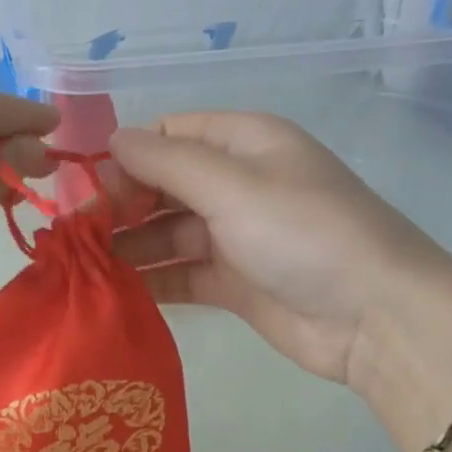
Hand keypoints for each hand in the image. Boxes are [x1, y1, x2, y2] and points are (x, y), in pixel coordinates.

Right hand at [109, 113, 450, 386]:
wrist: (375, 316)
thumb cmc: (304, 233)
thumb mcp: (233, 185)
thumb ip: (167, 162)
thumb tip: (112, 139)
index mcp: (244, 143)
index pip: (169, 135)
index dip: (125, 156)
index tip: (86, 188)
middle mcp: (237, 183)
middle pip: (162, 185)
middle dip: (119, 205)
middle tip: (76, 234)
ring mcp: (235, 236)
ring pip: (166, 233)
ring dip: (128, 246)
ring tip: (82, 264)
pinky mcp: (233, 282)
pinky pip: (180, 273)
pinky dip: (150, 279)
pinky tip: (111, 290)